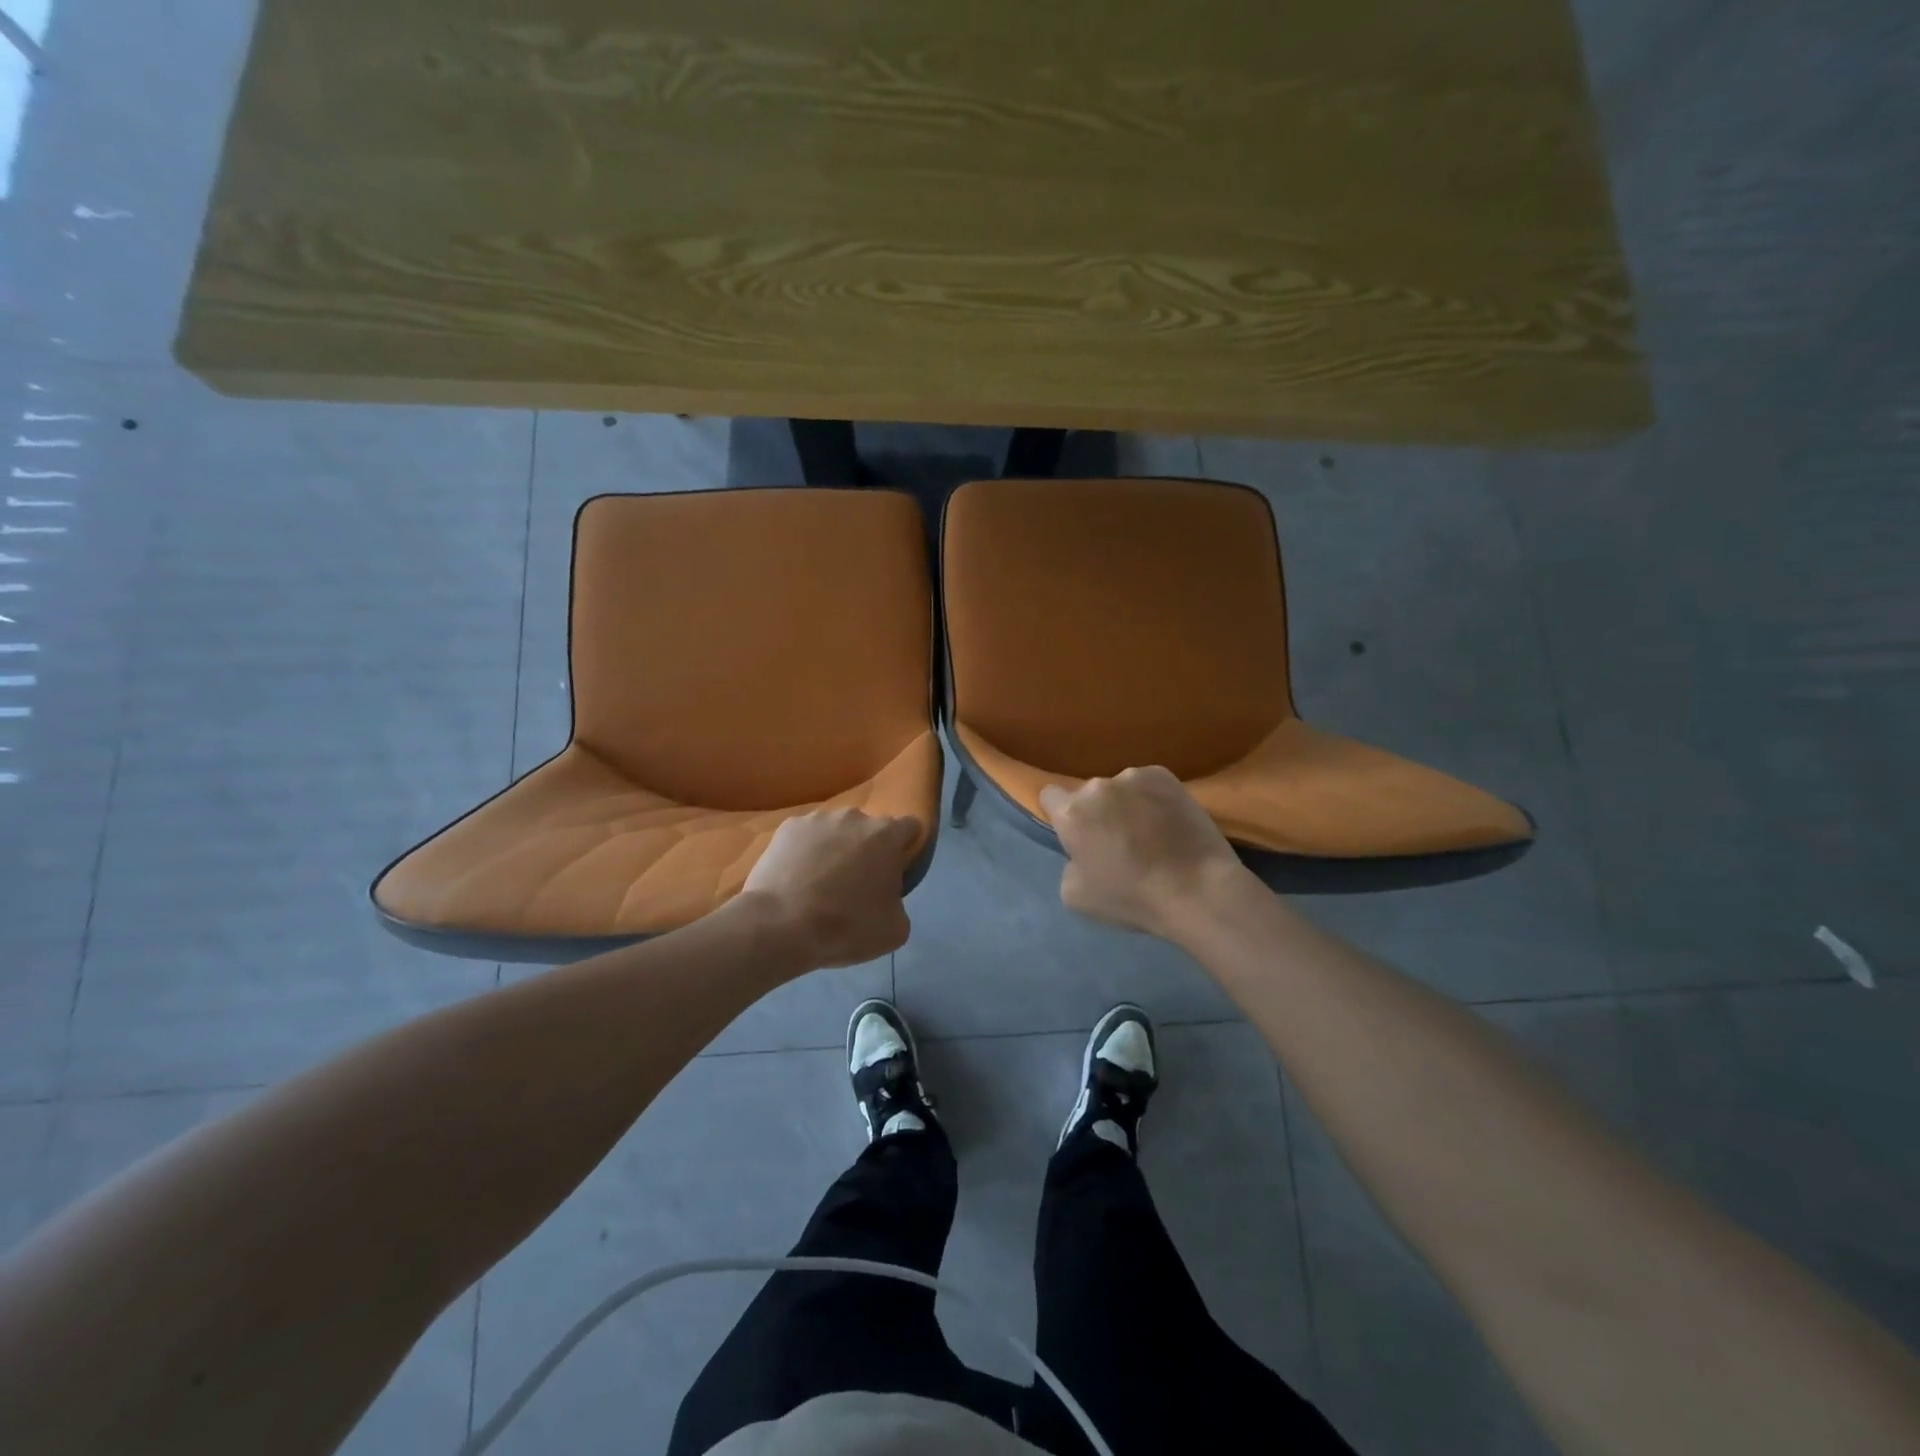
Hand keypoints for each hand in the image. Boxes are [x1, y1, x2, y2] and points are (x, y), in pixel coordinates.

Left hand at [740, 808, 920, 968]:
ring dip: (835, 848)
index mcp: (886, 835)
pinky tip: (795, 879)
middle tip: (855, 884)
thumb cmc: (846, 926)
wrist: (780, 926)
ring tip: (819, 882)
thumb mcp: (894, 930)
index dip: (906, 848)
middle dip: (867, 850)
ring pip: (835, 831)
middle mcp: (854, 817)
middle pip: (869, 829)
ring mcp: (817, 819)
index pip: (910, 827)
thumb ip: (899, 902)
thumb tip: (887, 896)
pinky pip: (805, 837)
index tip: (896, 871)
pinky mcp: (787, 828)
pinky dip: (804, 852)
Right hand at [1039, 767, 1246, 939]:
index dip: (1061, 816)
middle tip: (1118, 841)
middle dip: (1097, 812)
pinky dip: (1152, 799)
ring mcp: (1134, 777)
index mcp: (1072, 813)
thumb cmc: (1132, 898)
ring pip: (1120, 789)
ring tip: (1149, 834)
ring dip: (1126, 804)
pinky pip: (1148, 784)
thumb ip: (1069, 865)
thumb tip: (1082, 853)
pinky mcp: (1166, 776)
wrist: (1198, 890)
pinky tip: (1168, 823)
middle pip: (1089, 795)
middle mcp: (1097, 786)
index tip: (1078, 836)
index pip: (1050, 796)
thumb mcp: (1075, 896)